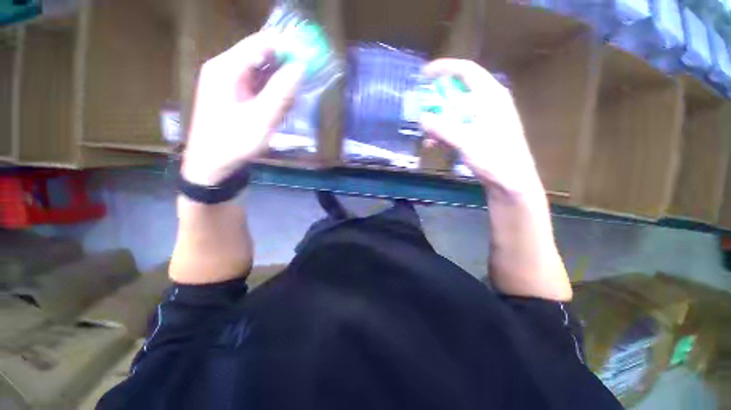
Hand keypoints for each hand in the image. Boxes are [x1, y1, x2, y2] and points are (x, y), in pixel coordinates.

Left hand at [182, 32, 305, 185]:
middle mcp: (225, 69)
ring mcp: (228, 82)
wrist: (212, 166)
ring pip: (262, 73)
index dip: (286, 47)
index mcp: (226, 68)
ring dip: (279, 87)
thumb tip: (300, 67)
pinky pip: (258, 87)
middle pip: (261, 57)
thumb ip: (281, 92)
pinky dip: (272, 96)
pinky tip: (276, 112)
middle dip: (284, 71)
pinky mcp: (233, 95)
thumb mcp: (261, 118)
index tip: (309, 58)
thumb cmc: (233, 143)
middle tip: (299, 89)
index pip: (260, 43)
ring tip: (285, 108)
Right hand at [420, 59, 542, 196]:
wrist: (512, 183)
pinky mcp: (480, 133)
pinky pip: (459, 126)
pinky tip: (434, 145)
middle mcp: (489, 103)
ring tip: (426, 135)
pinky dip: (445, 132)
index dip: (445, 68)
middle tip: (422, 109)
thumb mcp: (466, 142)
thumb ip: (443, 129)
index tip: (425, 75)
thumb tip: (422, 118)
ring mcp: (485, 119)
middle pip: (459, 92)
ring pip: (457, 111)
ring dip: (439, 121)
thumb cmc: (495, 159)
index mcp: (491, 97)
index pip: (467, 71)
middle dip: (438, 100)